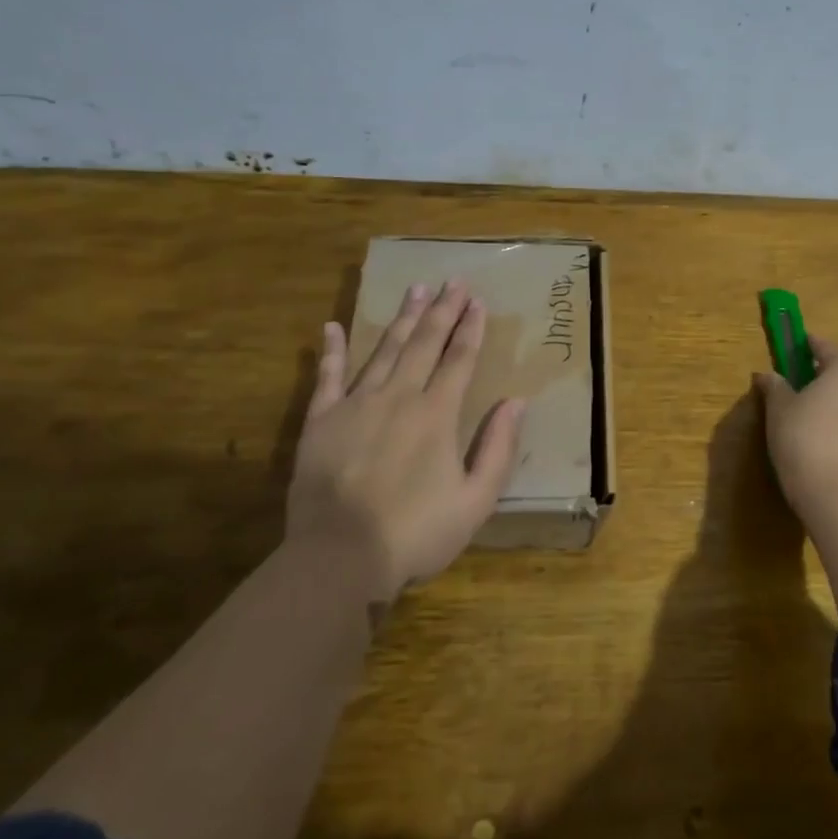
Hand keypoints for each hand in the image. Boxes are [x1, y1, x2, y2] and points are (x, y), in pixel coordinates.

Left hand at [290, 280, 524, 598]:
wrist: (339, 558)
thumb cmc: (415, 533)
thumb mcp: (475, 501)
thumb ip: (498, 449)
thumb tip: (516, 403)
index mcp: (436, 414)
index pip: (459, 360)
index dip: (471, 328)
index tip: (478, 301)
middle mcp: (399, 397)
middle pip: (424, 344)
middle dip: (442, 310)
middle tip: (452, 280)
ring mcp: (356, 405)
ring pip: (384, 350)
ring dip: (403, 319)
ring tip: (415, 290)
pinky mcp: (321, 422)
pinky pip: (327, 378)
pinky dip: (330, 351)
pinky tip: (331, 327)